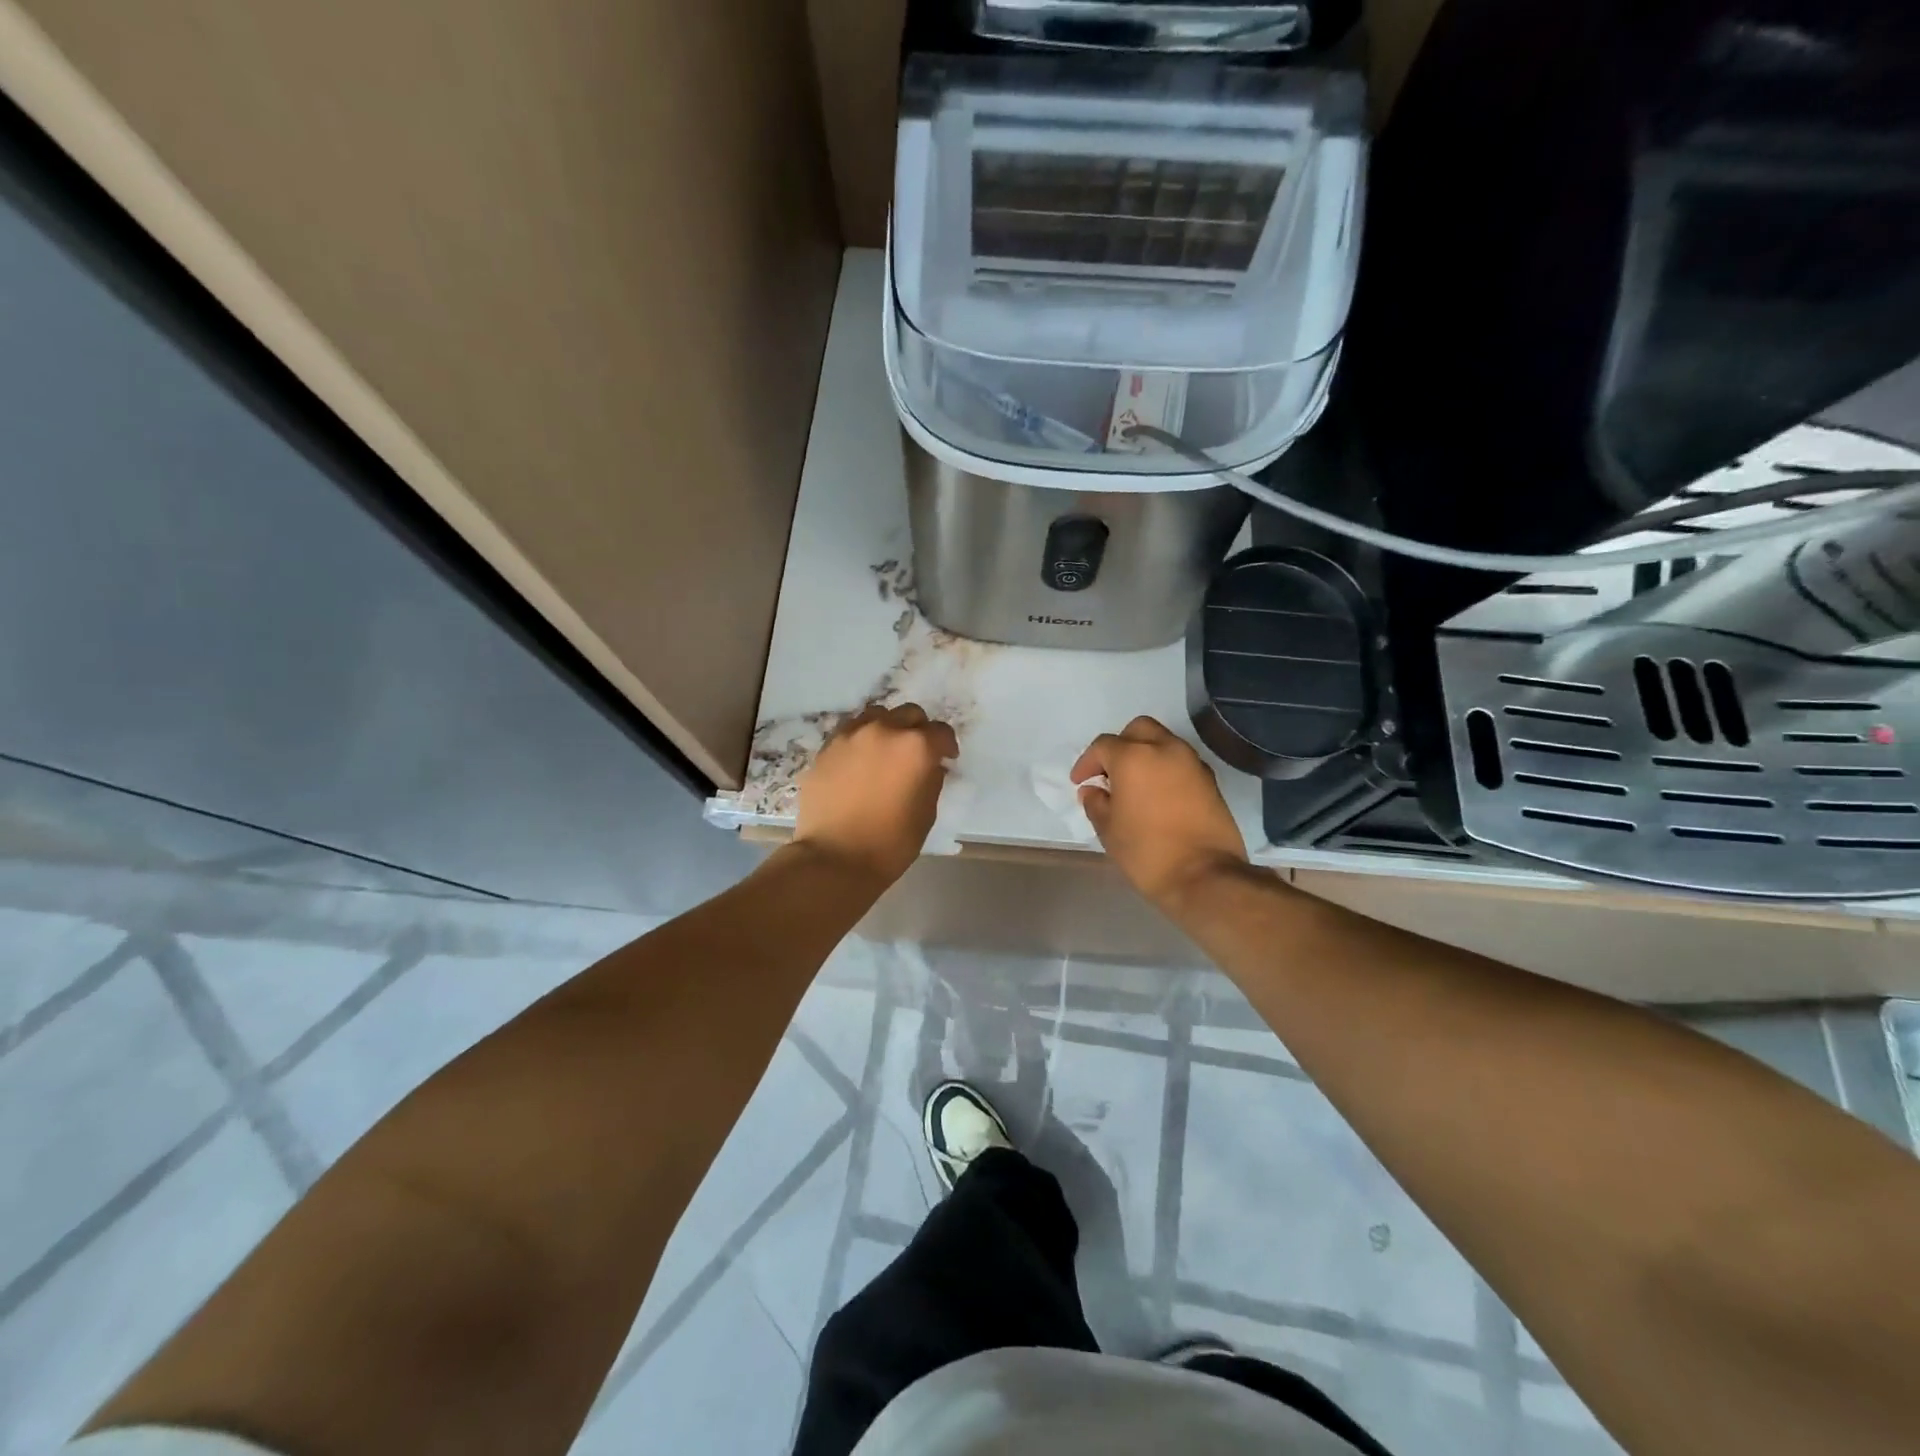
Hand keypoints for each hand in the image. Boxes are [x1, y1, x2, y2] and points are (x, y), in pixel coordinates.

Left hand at [793, 703, 958, 885]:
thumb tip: (930, 766)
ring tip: (886, 750)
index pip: (941, 732)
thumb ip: (931, 780)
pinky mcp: (826, 748)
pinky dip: (861, 738)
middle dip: (918, 730)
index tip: (947, 759)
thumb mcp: (925, 814)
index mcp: (915, 747)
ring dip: (888, 727)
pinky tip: (860, 760)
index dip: (947, 745)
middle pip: (909, 714)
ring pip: (877, 715)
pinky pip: (850, 731)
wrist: (834, 858)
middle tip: (917, 753)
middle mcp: (884, 731)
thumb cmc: (890, 843)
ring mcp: (851, 736)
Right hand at [1072, 716, 1249, 913]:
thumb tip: (1092, 790)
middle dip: (1120, 745)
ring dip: (1145, 754)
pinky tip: (1158, 795)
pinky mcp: (1210, 780)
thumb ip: (1096, 803)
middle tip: (1109, 773)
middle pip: (1138, 730)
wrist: (1205, 876)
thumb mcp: (1109, 830)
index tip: (1080, 782)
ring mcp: (1192, 763)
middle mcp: (1165, 749)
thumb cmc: (1147, 852)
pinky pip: (1181, 761)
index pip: (1103, 746)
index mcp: (1134, 757)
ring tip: (1134, 784)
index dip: (1087, 763)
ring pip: (1163, 741)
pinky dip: (1166, 768)